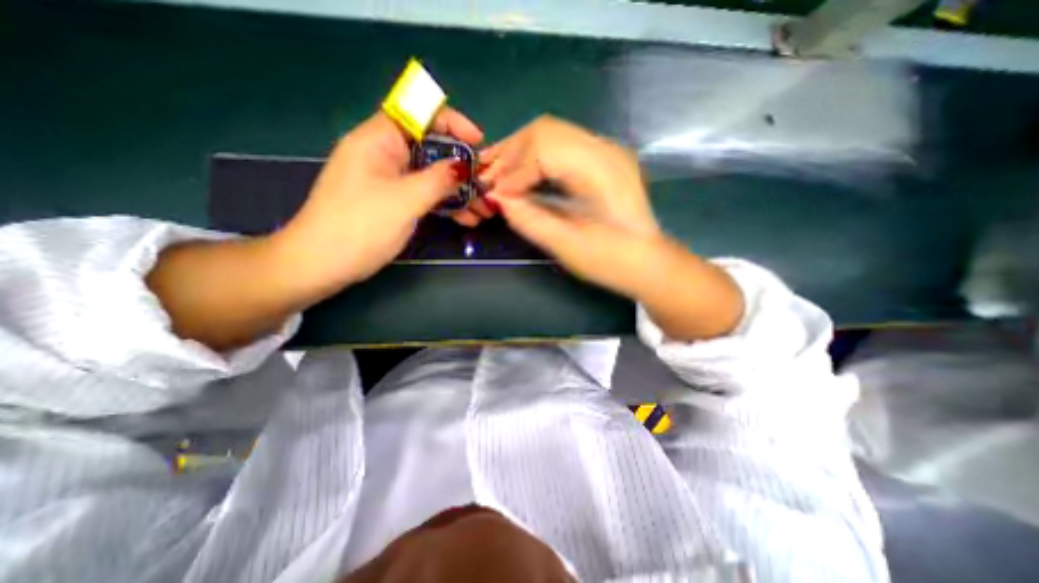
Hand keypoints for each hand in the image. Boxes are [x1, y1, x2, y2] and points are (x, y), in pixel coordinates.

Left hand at [279, 106, 485, 288]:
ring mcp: (389, 180)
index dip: (451, 122)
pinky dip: (445, 204)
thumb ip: (438, 180)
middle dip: (461, 167)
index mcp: (379, 140)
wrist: (322, 264)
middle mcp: (384, 155)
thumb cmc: (360, 226)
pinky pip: (424, 195)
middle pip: (430, 149)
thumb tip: (464, 167)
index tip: (478, 141)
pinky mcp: (392, 202)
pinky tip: (466, 219)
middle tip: (485, 184)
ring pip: (430, 176)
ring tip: (483, 209)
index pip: (419, 114)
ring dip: (458, 191)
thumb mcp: (405, 200)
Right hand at [477, 116, 654, 299]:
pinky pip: (559, 145)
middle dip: (510, 153)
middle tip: (487, 178)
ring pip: (551, 133)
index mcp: (601, 171)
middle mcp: (605, 149)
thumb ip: (530, 219)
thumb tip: (497, 198)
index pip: (544, 148)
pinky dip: (534, 155)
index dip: (513, 170)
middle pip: (545, 130)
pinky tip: (520, 170)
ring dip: (519, 151)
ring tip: (496, 172)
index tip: (492, 193)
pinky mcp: (600, 159)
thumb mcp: (567, 246)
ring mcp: (605, 150)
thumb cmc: (611, 261)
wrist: (647, 262)